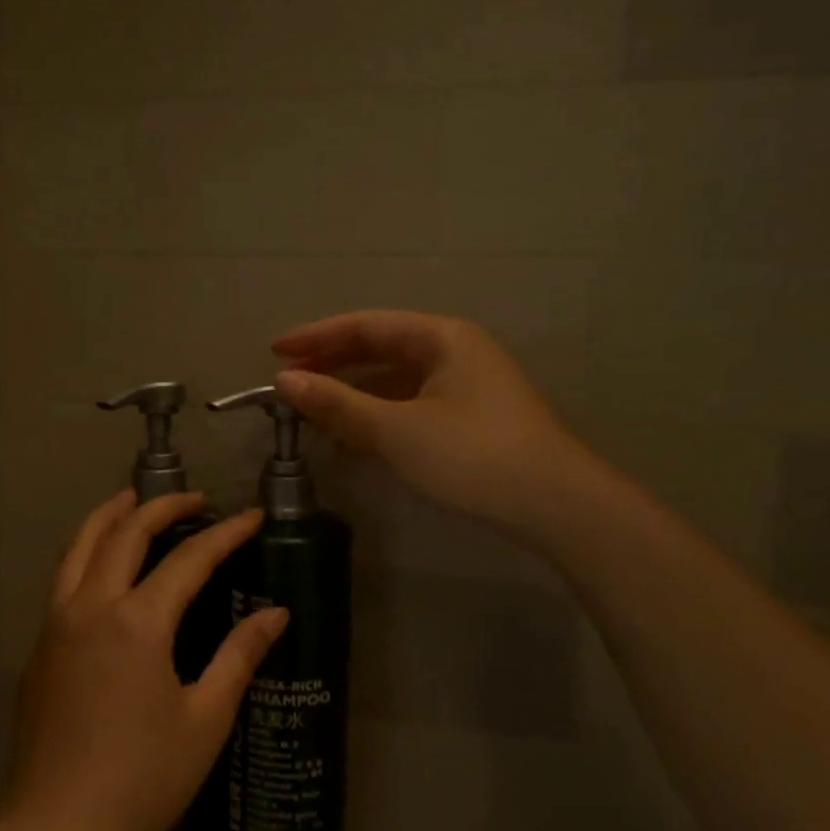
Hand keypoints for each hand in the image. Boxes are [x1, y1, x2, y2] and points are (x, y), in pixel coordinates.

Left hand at [4, 491, 288, 830]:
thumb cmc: (142, 780)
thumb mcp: (204, 719)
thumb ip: (239, 656)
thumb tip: (276, 614)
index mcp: (137, 623)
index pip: (189, 559)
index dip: (225, 533)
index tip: (252, 517)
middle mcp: (91, 607)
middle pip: (125, 533)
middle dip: (162, 507)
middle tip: (195, 499)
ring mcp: (56, 624)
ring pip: (79, 546)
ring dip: (109, 516)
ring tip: (132, 500)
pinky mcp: (39, 647)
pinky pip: (63, 578)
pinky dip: (86, 551)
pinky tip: (103, 564)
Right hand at [273, 310, 589, 540]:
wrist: (554, 504)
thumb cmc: (472, 454)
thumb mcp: (396, 429)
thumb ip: (338, 403)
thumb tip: (284, 381)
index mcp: (441, 337)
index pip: (365, 326)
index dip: (316, 337)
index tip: (274, 351)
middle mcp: (453, 352)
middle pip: (379, 348)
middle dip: (332, 364)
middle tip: (288, 381)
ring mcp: (463, 386)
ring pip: (393, 380)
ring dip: (352, 393)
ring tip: (311, 409)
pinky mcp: (468, 418)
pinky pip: (408, 404)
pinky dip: (376, 415)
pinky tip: (352, 436)